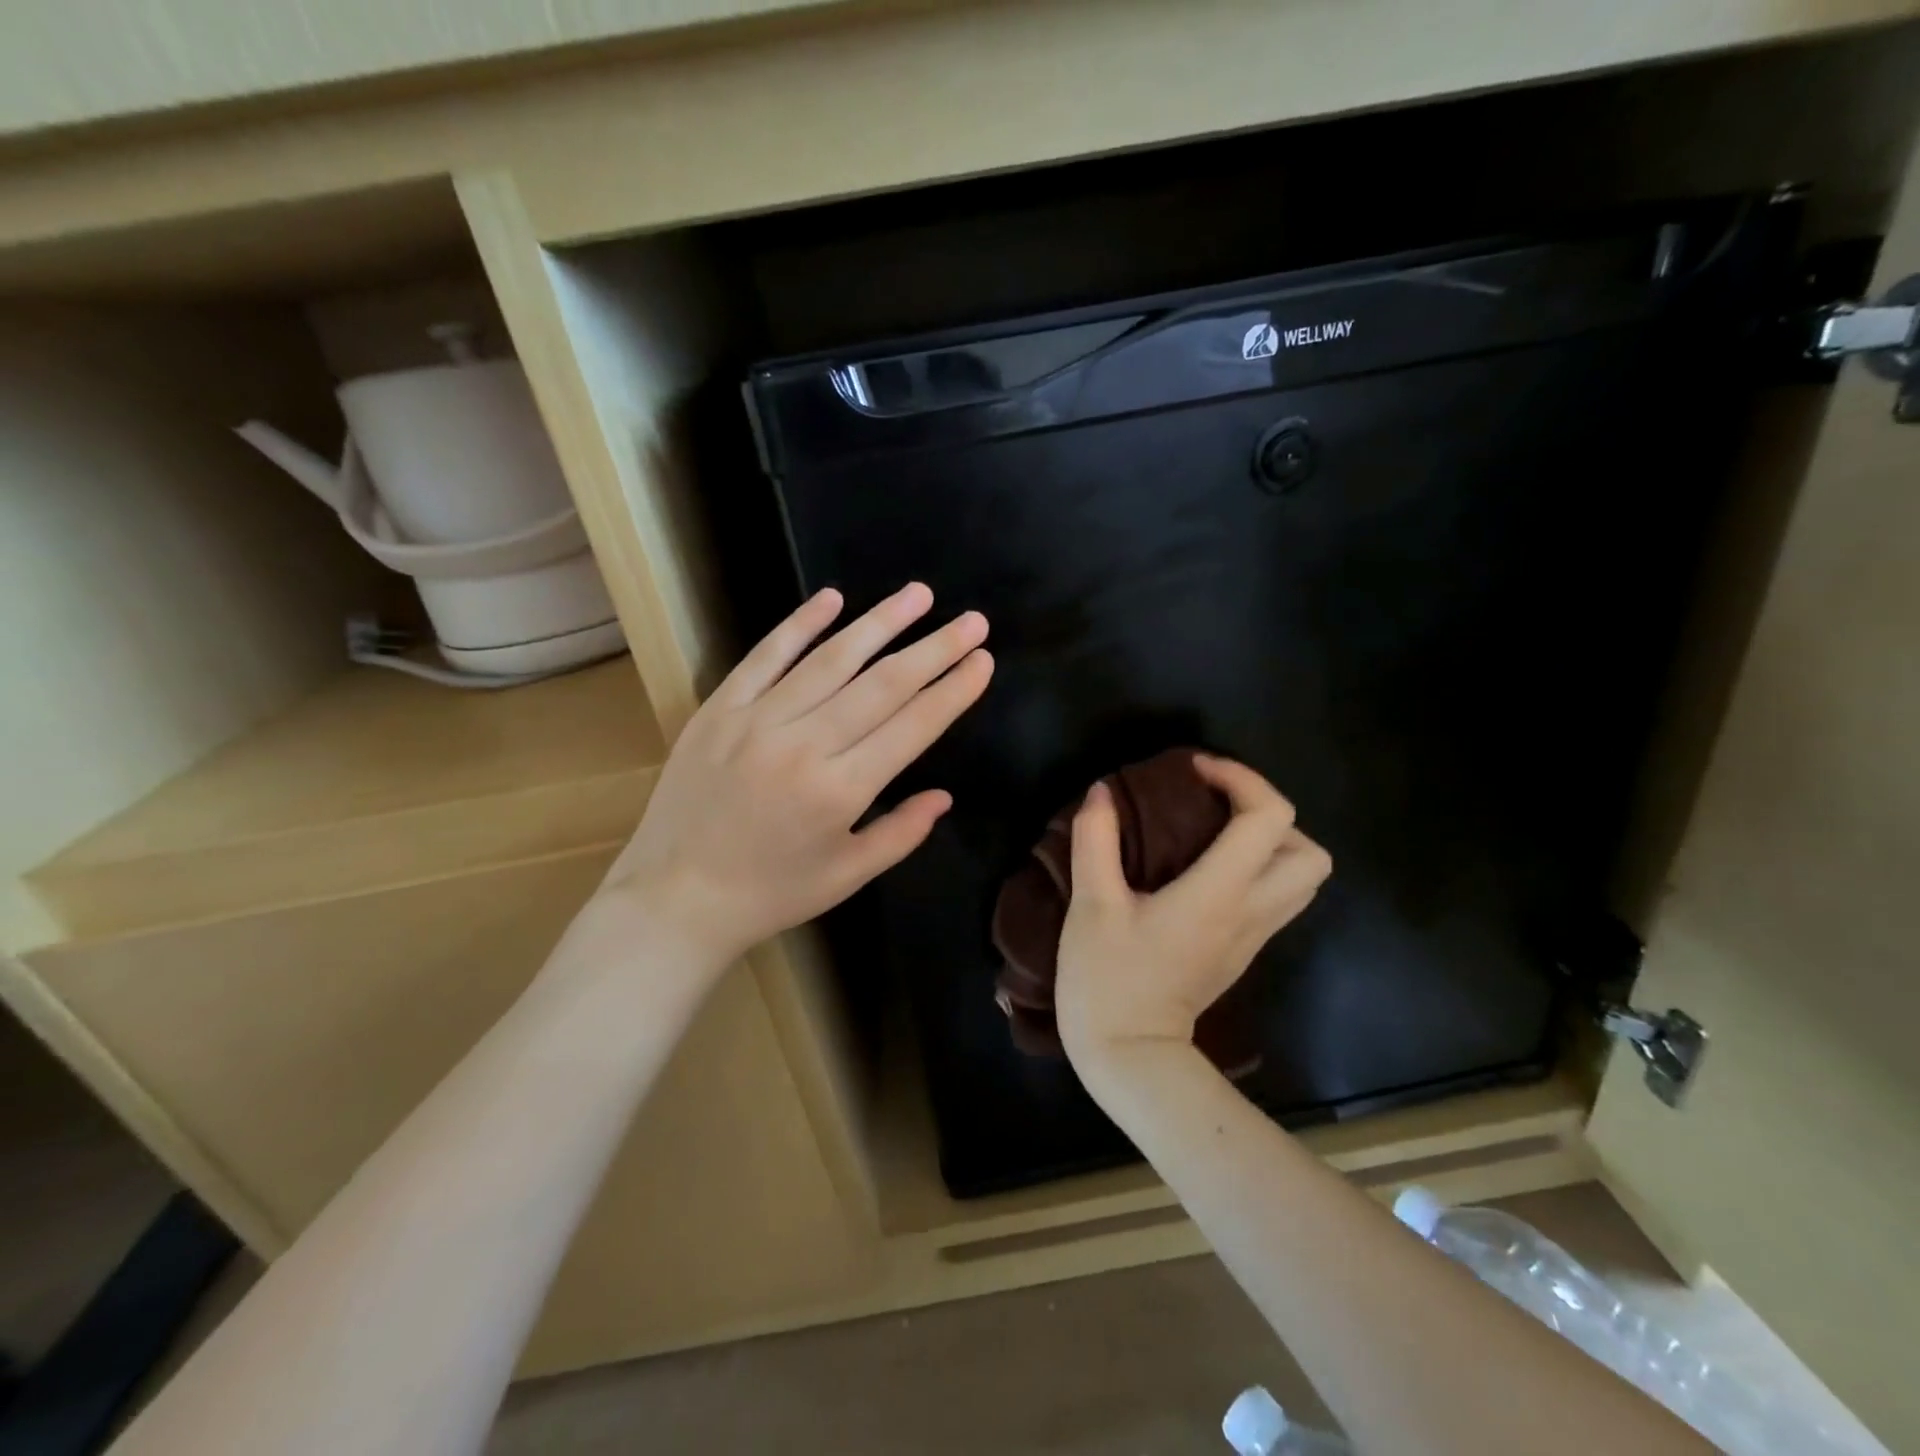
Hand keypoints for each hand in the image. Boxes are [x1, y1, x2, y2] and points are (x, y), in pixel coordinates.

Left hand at [603, 582, 992, 972]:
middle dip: (934, 649)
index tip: (983, 660)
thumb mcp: (846, 877)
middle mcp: (804, 745)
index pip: (912, 726)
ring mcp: (757, 720)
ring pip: (830, 659)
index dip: (953, 691)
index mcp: (840, 791)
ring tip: (919, 595)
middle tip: (973, 621)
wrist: (674, 898)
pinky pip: (765, 656)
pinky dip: (800, 624)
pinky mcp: (719, 709)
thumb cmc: (769, 894)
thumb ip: (901, 833)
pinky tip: (833, 598)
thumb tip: (943, 795)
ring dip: (880, 623)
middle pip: (882, 684)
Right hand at [1054, 754, 1330, 1080]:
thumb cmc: (1107, 979)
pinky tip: (1207, 866)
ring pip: (1302, 879)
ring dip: (1270, 842)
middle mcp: (1251, 911)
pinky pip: (1278, 897)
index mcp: (1219, 894)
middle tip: (1215, 806)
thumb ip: (1096, 840)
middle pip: (1309, 852)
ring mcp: (1253, 936)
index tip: (1194, 771)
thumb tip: (1102, 792)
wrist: (1130, 1056)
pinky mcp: (1242, 950)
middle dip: (1268, 813)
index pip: (1268, 818)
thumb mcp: (1091, 906)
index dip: (1240, 778)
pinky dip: (1258, 868)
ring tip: (1215, 831)